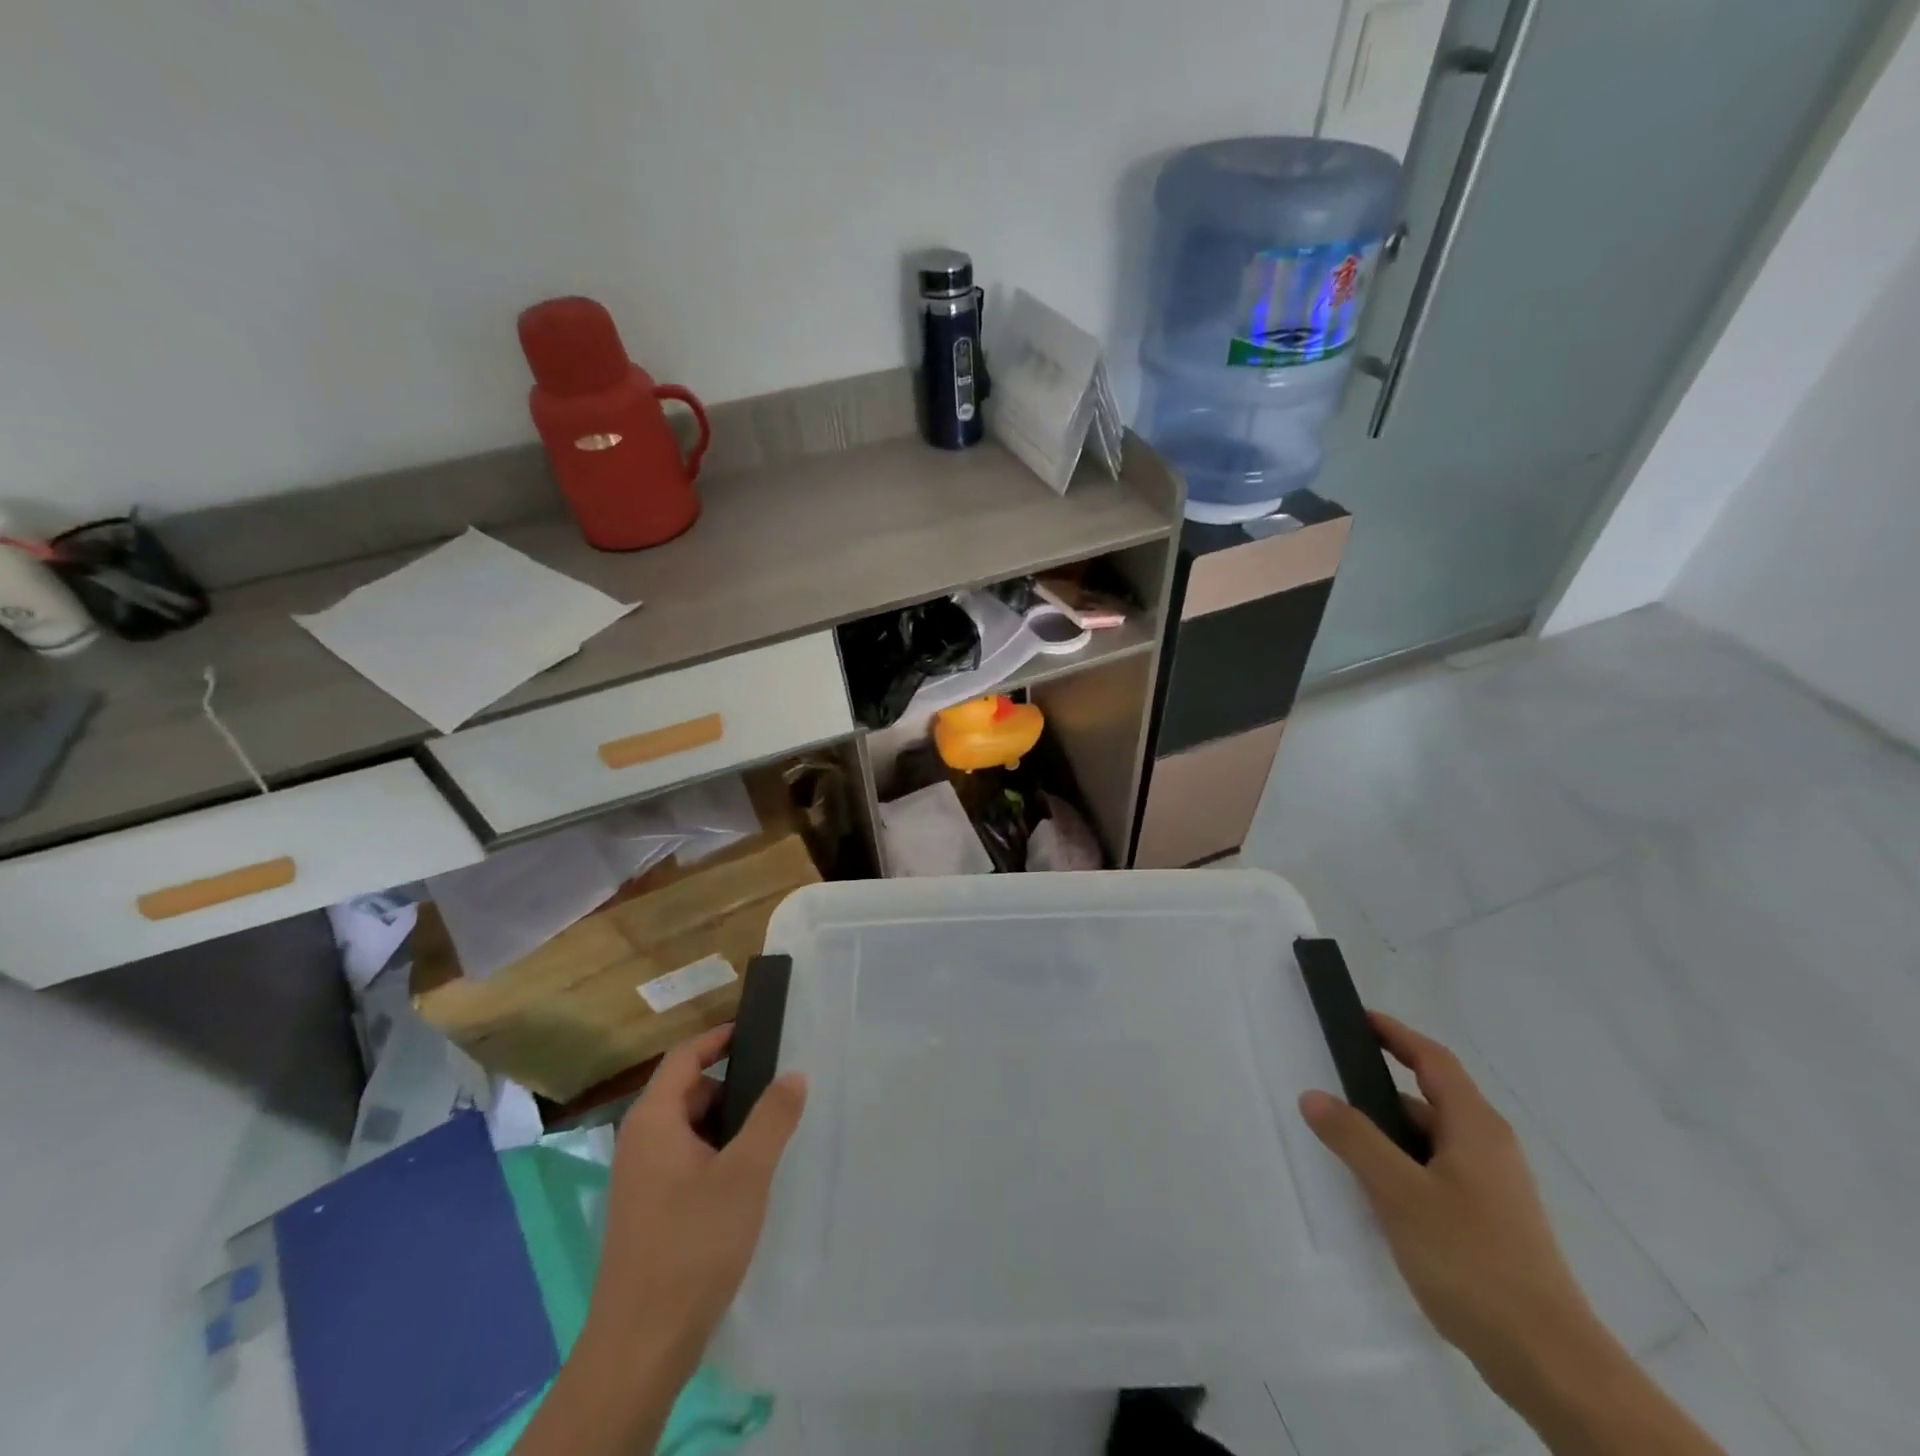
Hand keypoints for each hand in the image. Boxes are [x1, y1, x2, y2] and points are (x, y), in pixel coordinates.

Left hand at [586, 1024, 807, 1382]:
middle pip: (688, 1093)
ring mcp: (640, 1180)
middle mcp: (639, 1142)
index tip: (757, 1031)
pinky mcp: (648, 1212)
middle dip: (732, 1089)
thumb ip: (772, 1117)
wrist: (641, 1346)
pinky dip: (715, 1157)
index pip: (684, 1057)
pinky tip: (746, 1183)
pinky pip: (685, 1162)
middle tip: (778, 1094)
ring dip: (726, 1127)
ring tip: (770, 1138)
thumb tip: (793, 1074)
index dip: (719, 1039)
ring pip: (689, 1131)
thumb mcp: (745, 1173)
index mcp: (653, 1121)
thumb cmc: (692, 1244)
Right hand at [1299, 1013, 1598, 1381]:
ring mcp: (1493, 1188)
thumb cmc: (1472, 1259)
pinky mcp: (1490, 1223)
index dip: (1396, 1033)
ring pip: (1430, 1141)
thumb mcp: (1399, 1192)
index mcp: (1475, 1127)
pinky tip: (1376, 1195)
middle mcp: (1489, 1148)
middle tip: (1330, 1086)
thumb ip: (1354, 1138)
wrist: (1549, 1362)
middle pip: (1430, 1099)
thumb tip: (1313, 1095)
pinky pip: (1436, 1173)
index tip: (1358, 1019)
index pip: (1433, 1059)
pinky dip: (1403, 1167)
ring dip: (1388, 1135)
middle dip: (1380, 1090)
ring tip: (1341, 1143)